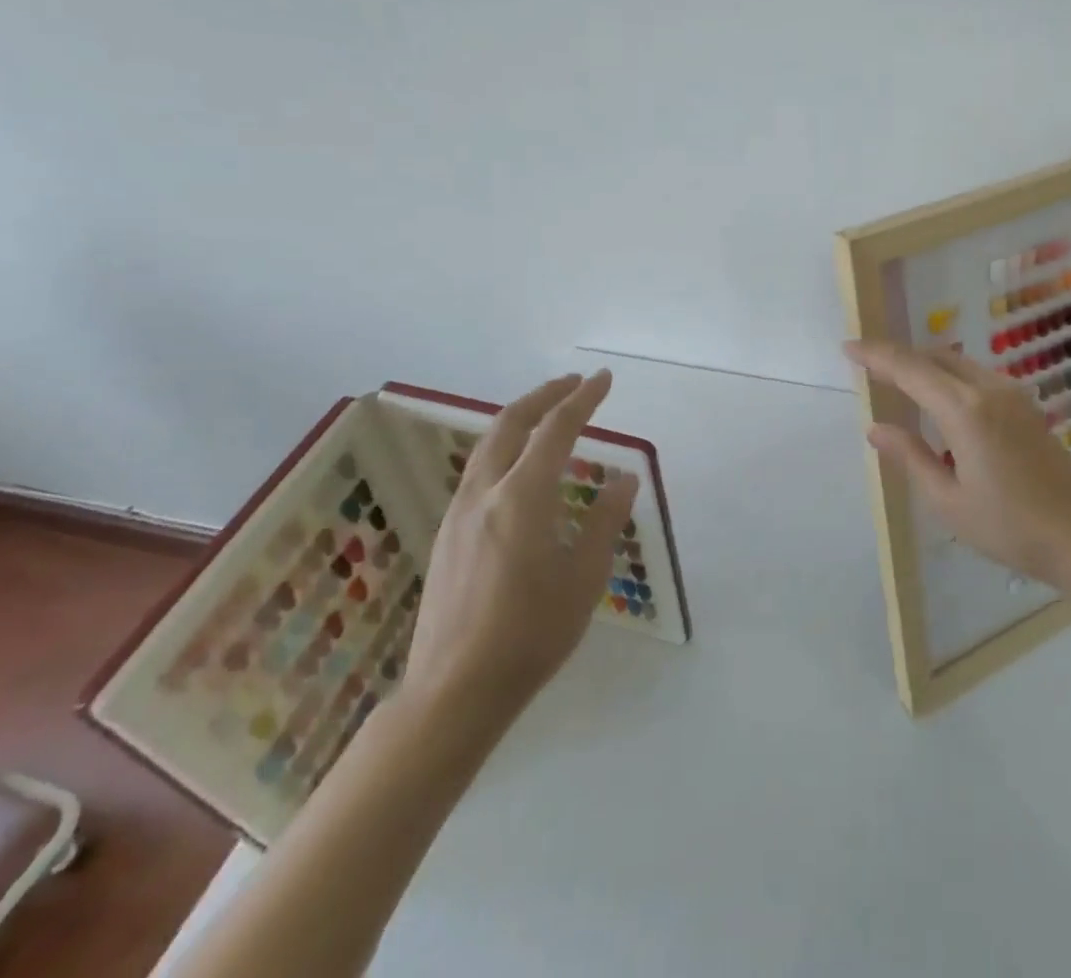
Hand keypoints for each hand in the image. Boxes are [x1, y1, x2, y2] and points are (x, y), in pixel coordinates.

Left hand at [401, 371, 639, 739]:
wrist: (453, 692)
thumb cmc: (530, 635)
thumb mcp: (584, 578)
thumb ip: (605, 520)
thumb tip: (624, 478)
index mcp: (522, 498)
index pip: (556, 429)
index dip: (583, 399)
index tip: (604, 379)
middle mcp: (484, 494)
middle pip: (511, 424)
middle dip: (544, 396)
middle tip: (575, 383)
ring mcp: (459, 513)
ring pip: (488, 445)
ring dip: (520, 419)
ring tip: (549, 415)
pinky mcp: (447, 535)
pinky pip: (478, 471)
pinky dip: (505, 448)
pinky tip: (521, 469)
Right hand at [844, 340, 1070, 586]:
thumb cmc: (1010, 527)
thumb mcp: (948, 500)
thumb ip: (909, 457)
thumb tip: (876, 427)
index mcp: (965, 410)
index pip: (910, 369)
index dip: (876, 355)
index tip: (848, 347)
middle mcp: (988, 389)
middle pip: (934, 356)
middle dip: (898, 356)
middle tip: (867, 365)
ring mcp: (1012, 394)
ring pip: (957, 362)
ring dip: (925, 364)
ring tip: (897, 381)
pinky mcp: (1026, 406)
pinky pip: (976, 376)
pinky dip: (948, 376)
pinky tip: (939, 400)